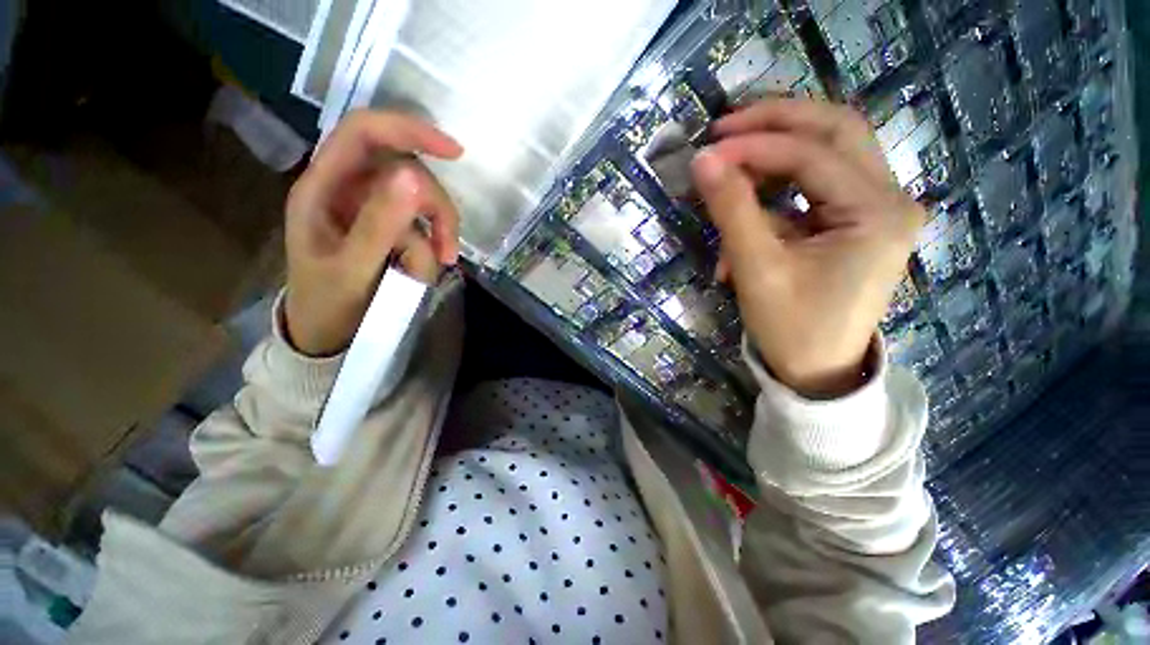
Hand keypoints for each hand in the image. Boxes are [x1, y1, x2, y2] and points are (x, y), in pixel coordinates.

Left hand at [284, 111, 463, 356]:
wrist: (328, 334)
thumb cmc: (329, 304)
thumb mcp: (352, 268)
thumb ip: (379, 224)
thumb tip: (413, 177)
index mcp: (323, 187)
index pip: (364, 133)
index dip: (408, 130)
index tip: (453, 152)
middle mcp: (349, 190)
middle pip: (407, 171)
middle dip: (434, 207)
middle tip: (447, 249)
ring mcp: (372, 209)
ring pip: (421, 200)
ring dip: (438, 231)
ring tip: (441, 264)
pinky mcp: (391, 229)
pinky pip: (424, 225)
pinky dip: (435, 244)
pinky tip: (430, 267)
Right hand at [690, 99, 923, 397]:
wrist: (815, 371)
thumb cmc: (791, 328)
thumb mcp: (757, 270)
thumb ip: (732, 211)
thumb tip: (703, 161)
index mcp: (877, 213)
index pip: (813, 155)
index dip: (755, 147)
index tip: (707, 151)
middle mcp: (889, 198)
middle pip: (835, 131)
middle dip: (777, 122)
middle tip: (726, 125)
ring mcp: (875, 208)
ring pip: (827, 152)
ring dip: (775, 154)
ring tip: (730, 163)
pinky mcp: (855, 221)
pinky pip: (815, 187)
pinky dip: (776, 192)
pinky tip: (747, 217)